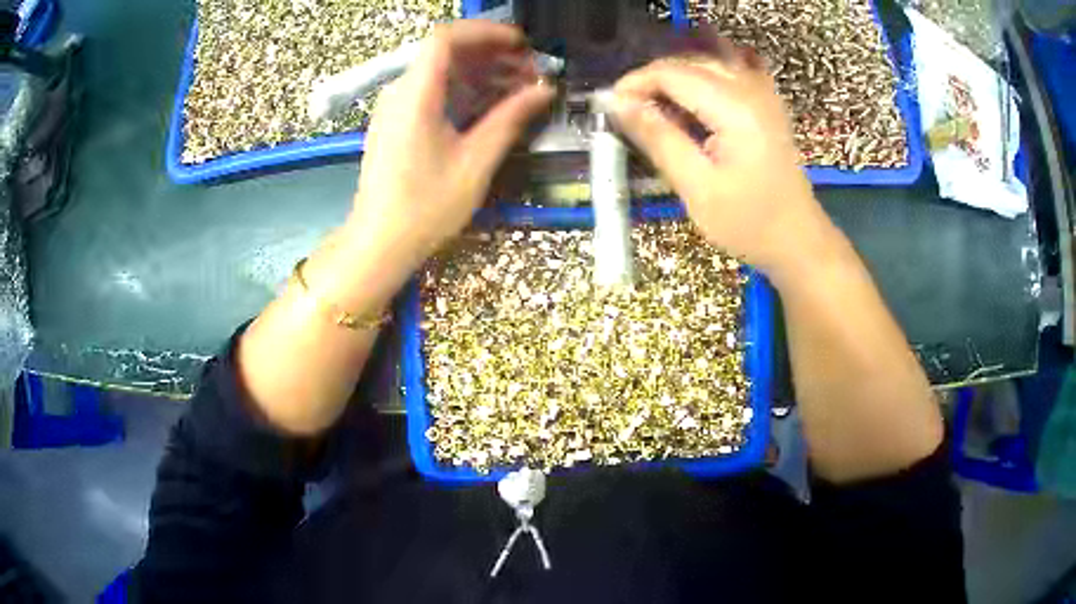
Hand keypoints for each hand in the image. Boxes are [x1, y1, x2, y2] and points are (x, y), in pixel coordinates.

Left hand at [346, 21, 554, 283]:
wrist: (379, 243)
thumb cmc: (425, 207)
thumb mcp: (475, 162)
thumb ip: (509, 119)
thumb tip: (543, 92)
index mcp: (416, 96)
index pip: (447, 38)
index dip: (486, 32)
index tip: (521, 44)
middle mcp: (401, 93)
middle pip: (447, 52)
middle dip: (492, 54)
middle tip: (530, 73)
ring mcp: (395, 108)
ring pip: (441, 72)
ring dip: (481, 73)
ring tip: (519, 89)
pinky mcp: (397, 123)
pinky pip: (432, 92)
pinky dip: (464, 90)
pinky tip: (491, 105)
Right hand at [606, 40, 837, 277]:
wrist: (798, 240)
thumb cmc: (749, 223)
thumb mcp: (696, 187)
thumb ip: (657, 138)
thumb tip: (616, 103)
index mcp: (734, 107)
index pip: (672, 73)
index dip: (635, 83)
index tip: (610, 108)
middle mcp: (750, 89)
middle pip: (689, 62)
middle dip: (653, 80)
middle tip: (629, 113)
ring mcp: (763, 93)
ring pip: (708, 63)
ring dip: (676, 78)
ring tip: (657, 108)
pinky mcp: (768, 104)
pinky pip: (731, 71)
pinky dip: (706, 77)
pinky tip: (696, 97)